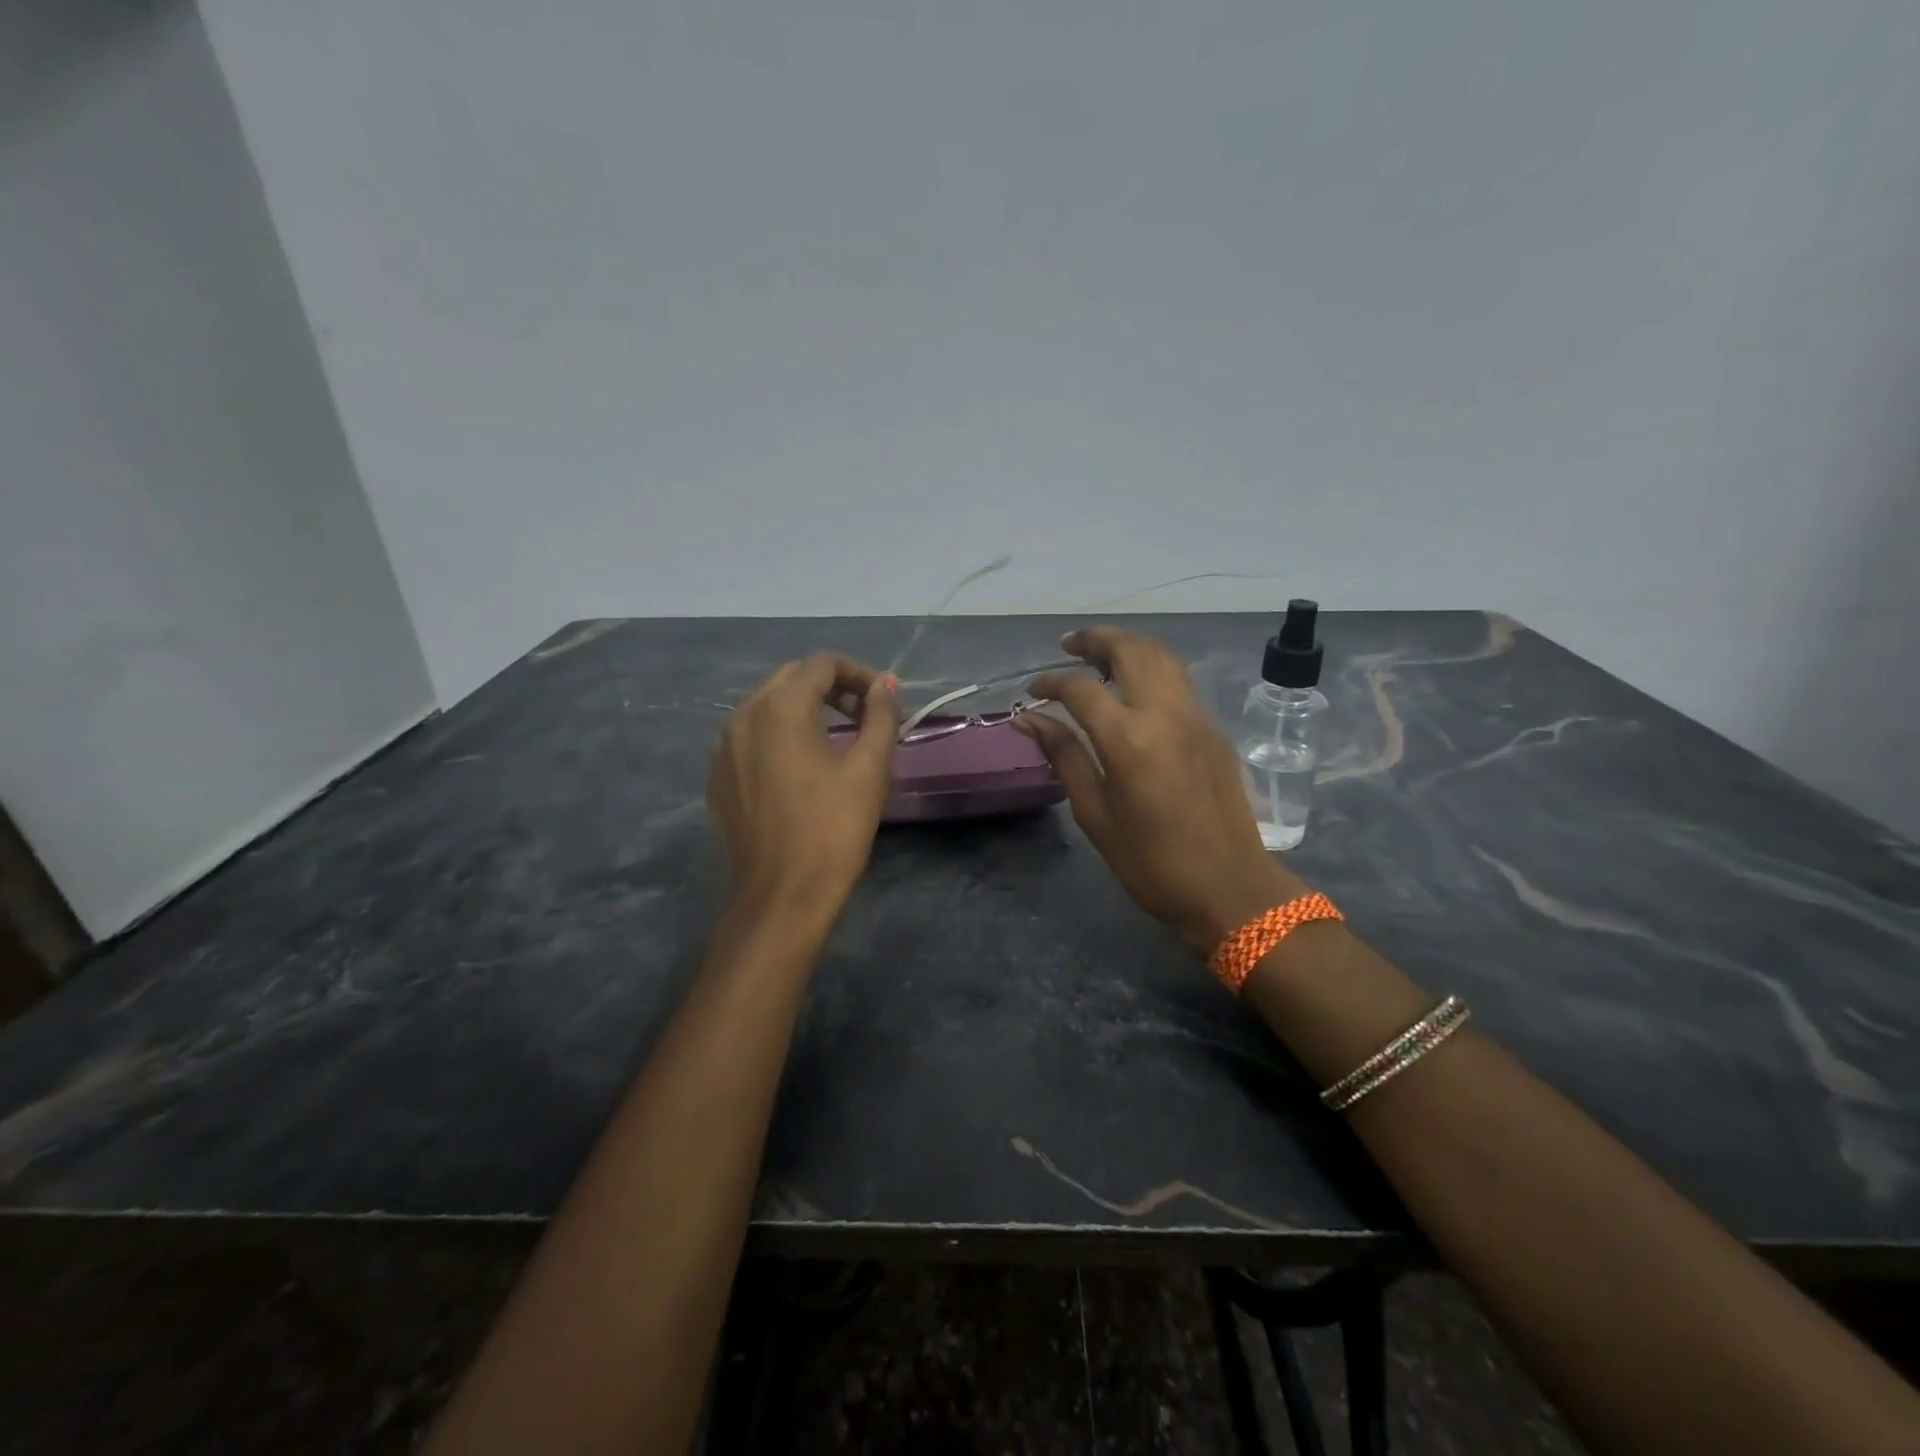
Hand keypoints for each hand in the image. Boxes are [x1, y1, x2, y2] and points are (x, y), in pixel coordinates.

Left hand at [707, 654, 898, 912]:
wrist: (783, 895)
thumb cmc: (833, 829)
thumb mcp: (869, 768)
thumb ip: (880, 716)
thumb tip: (885, 683)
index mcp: (779, 708)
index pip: (822, 664)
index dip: (859, 673)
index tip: (883, 700)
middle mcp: (742, 716)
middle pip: (791, 679)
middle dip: (831, 688)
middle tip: (864, 716)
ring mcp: (722, 747)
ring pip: (767, 706)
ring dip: (804, 709)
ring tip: (835, 739)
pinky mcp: (717, 776)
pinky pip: (749, 737)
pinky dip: (778, 736)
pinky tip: (799, 768)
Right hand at [1015, 627, 1307, 954]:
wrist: (1229, 888)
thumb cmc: (1150, 862)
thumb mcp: (1095, 813)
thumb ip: (1063, 756)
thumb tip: (1029, 719)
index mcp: (1129, 740)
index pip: (1080, 689)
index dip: (1051, 682)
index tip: (1032, 691)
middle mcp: (1166, 714)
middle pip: (1130, 650)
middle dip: (1095, 640)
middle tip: (1068, 646)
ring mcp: (1196, 717)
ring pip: (1162, 656)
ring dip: (1128, 646)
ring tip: (1099, 657)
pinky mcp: (1214, 729)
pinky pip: (1179, 681)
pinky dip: (1151, 669)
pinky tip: (1134, 690)